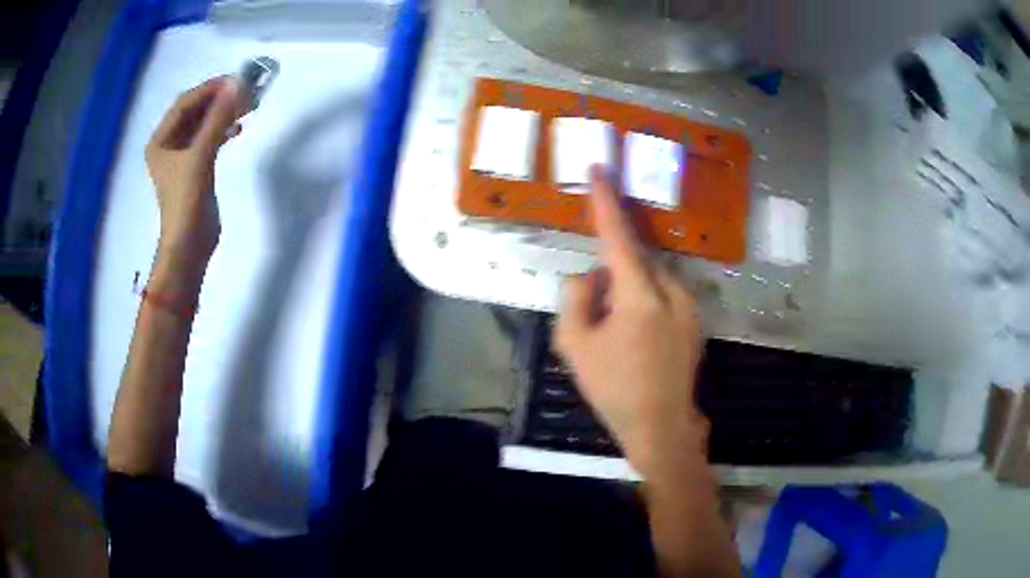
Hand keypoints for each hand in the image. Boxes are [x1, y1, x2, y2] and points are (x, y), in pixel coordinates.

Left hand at [145, 76, 246, 266]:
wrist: (189, 246)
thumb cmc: (186, 202)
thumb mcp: (200, 156)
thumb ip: (218, 119)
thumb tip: (238, 85)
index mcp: (161, 140)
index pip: (185, 103)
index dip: (210, 89)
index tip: (237, 80)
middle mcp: (168, 145)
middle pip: (195, 111)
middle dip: (219, 100)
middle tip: (246, 92)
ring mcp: (182, 157)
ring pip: (204, 124)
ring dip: (223, 113)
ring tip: (247, 107)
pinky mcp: (195, 168)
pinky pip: (209, 139)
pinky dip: (223, 130)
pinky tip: (238, 128)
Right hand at [555, 167, 708, 476]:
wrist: (661, 426)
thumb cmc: (614, 388)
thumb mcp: (574, 346)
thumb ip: (576, 298)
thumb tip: (591, 275)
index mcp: (640, 295)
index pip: (618, 236)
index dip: (606, 200)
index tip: (600, 168)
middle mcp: (672, 290)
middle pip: (633, 261)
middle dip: (610, 276)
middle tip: (597, 316)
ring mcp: (689, 305)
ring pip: (649, 279)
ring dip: (628, 292)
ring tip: (618, 336)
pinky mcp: (696, 320)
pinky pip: (663, 295)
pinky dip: (645, 303)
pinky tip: (637, 341)